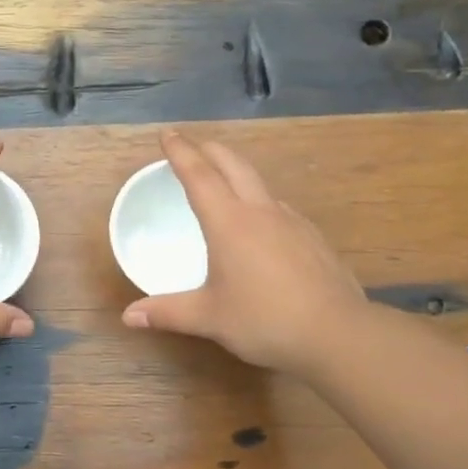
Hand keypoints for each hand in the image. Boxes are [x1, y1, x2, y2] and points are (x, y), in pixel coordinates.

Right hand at [120, 130, 365, 374]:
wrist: (338, 333)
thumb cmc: (265, 321)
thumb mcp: (210, 318)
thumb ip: (168, 312)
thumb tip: (129, 316)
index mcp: (230, 223)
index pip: (200, 176)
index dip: (181, 152)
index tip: (167, 134)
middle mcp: (261, 212)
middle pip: (234, 165)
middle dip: (210, 150)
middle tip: (193, 146)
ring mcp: (292, 222)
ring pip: (260, 184)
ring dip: (237, 173)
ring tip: (223, 183)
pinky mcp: (313, 238)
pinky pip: (279, 208)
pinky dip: (260, 202)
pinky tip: (261, 225)